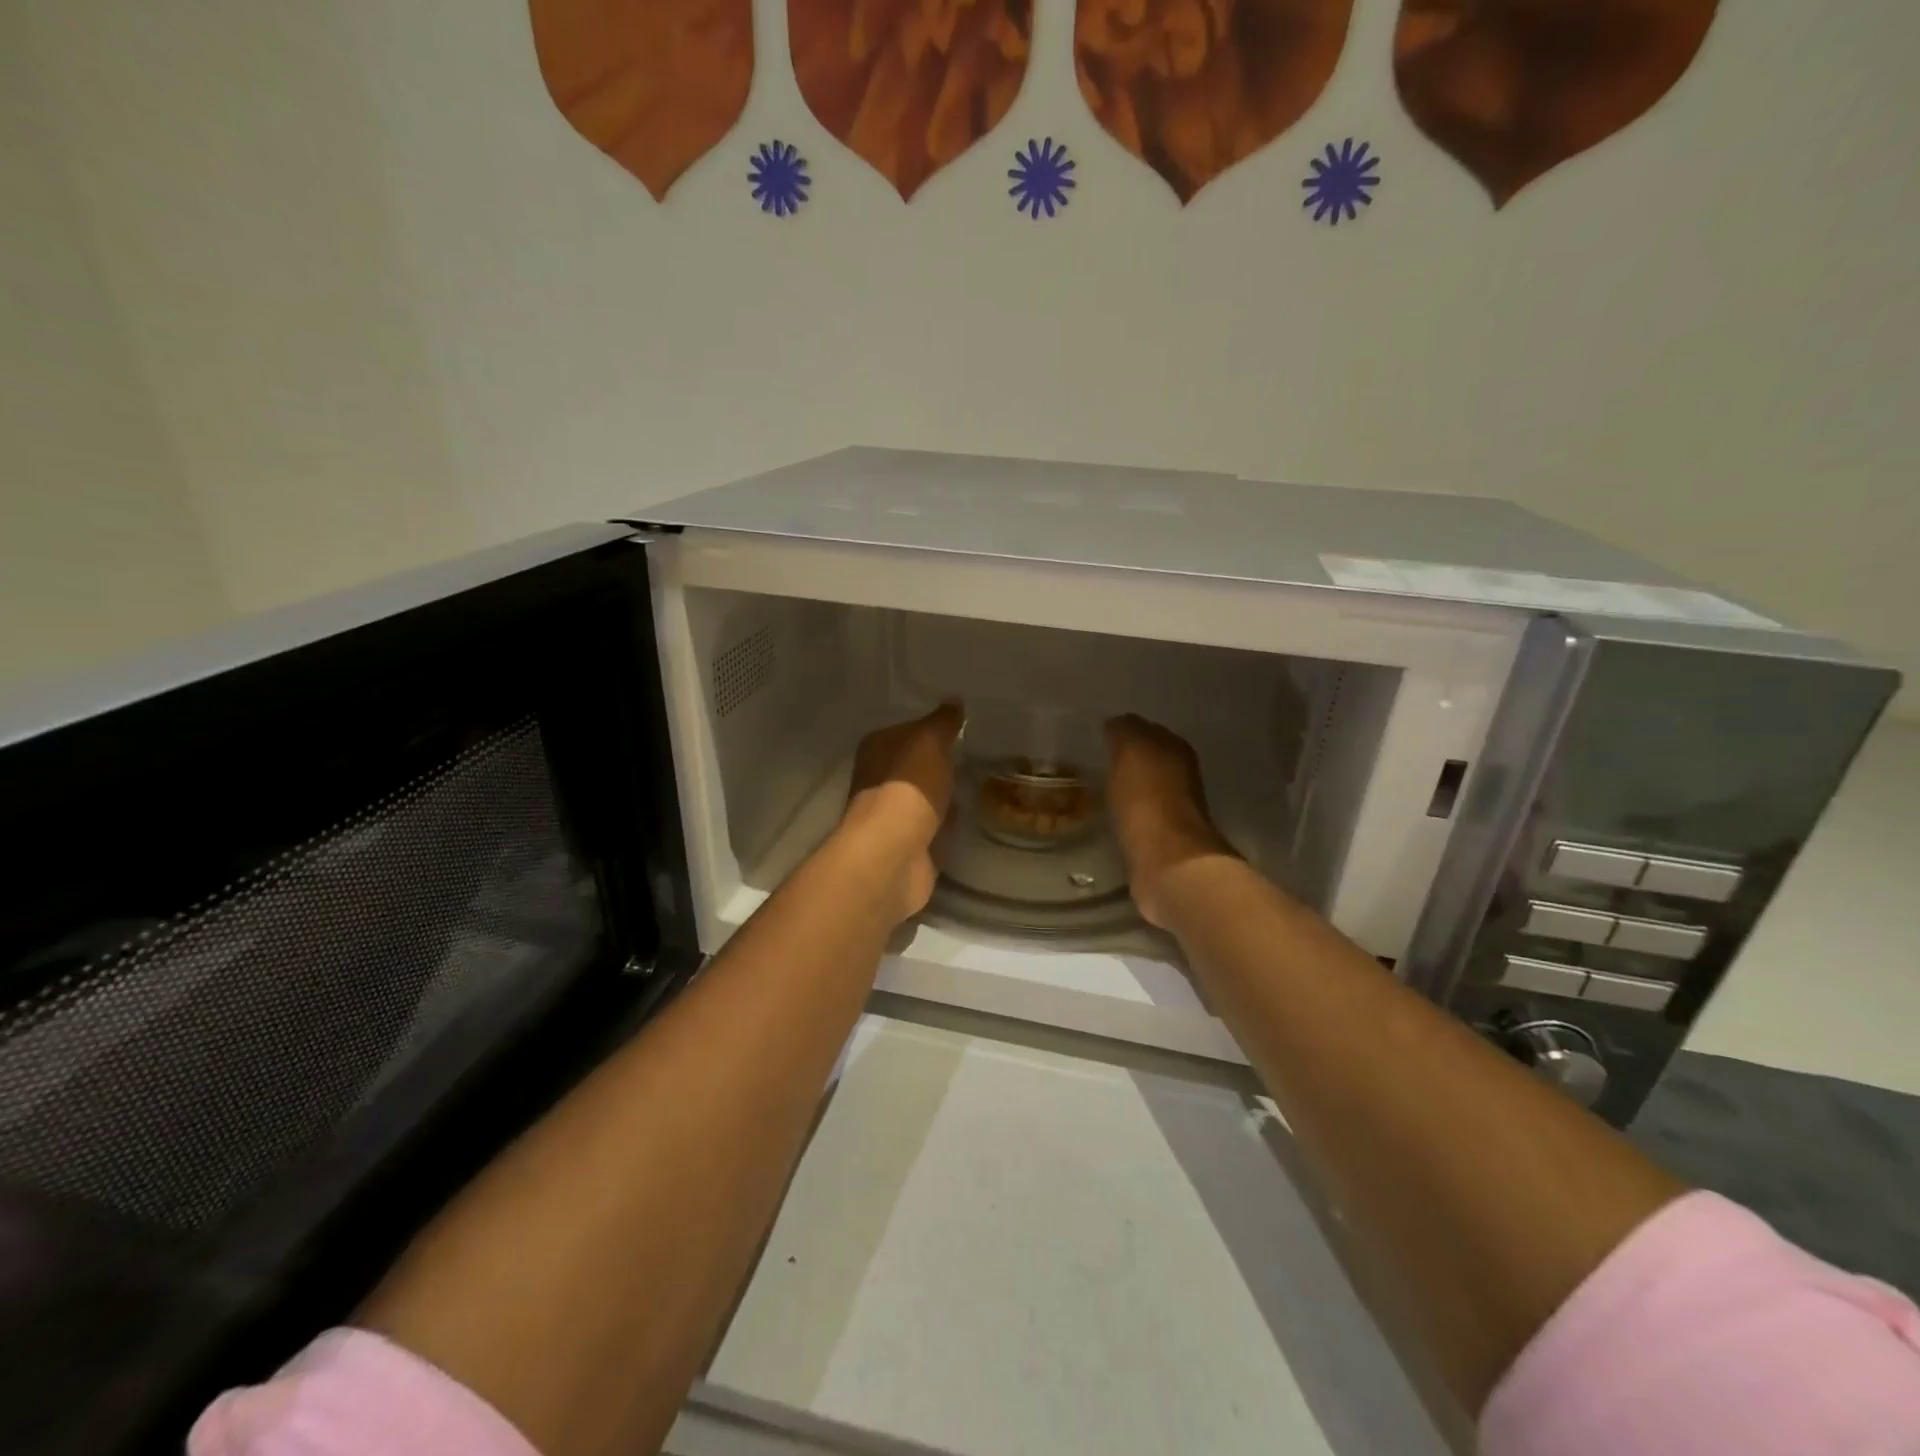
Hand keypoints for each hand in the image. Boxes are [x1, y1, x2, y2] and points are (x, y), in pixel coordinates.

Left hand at [840, 702, 963, 922]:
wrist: (893, 853)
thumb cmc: (908, 787)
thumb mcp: (930, 742)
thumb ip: (943, 722)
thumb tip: (954, 701)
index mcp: (876, 749)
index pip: (908, 730)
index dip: (933, 729)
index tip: (964, 730)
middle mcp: (877, 780)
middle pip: (914, 766)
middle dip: (939, 764)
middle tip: (977, 757)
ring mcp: (891, 816)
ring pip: (923, 797)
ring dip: (944, 795)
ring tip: (977, 785)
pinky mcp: (906, 846)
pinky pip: (932, 826)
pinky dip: (946, 824)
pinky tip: (967, 818)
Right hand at [1103, 714, 1234, 928]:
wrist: (1167, 861)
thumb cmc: (1148, 799)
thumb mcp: (1132, 750)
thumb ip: (1125, 730)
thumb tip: (1116, 723)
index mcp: (1176, 749)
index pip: (1147, 730)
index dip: (1124, 731)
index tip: (1098, 737)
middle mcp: (1181, 776)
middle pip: (1148, 760)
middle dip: (1125, 760)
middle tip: (1093, 761)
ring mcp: (1173, 810)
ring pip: (1143, 789)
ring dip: (1125, 788)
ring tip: (1095, 789)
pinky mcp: (1161, 841)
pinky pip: (1138, 816)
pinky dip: (1125, 814)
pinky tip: (1107, 816)